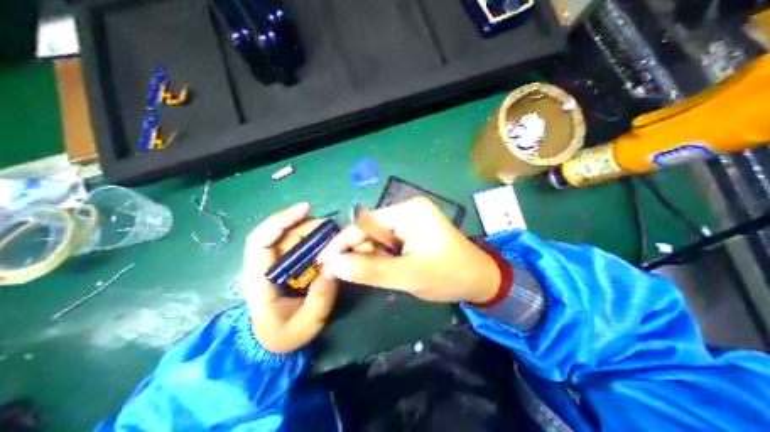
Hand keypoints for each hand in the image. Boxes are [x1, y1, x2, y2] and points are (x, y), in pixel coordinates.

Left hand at [240, 203, 337, 353]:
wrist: (276, 342)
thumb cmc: (285, 335)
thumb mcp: (306, 322)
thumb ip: (321, 296)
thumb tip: (336, 266)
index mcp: (259, 279)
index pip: (261, 240)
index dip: (281, 220)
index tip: (306, 208)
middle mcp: (267, 264)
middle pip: (283, 233)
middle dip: (308, 224)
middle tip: (334, 228)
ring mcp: (279, 263)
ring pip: (294, 236)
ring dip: (315, 230)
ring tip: (336, 234)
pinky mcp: (291, 264)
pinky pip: (303, 245)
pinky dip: (317, 239)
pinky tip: (331, 241)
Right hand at [317, 196, 499, 303]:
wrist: (480, 280)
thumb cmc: (449, 276)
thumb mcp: (408, 276)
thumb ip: (369, 271)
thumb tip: (333, 266)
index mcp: (409, 212)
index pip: (365, 224)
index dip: (342, 243)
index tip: (322, 262)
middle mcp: (407, 211)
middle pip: (371, 231)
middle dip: (356, 252)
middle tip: (338, 274)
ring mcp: (411, 221)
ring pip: (378, 239)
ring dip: (369, 257)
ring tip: (361, 275)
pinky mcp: (413, 232)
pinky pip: (388, 244)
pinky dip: (380, 258)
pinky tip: (380, 270)